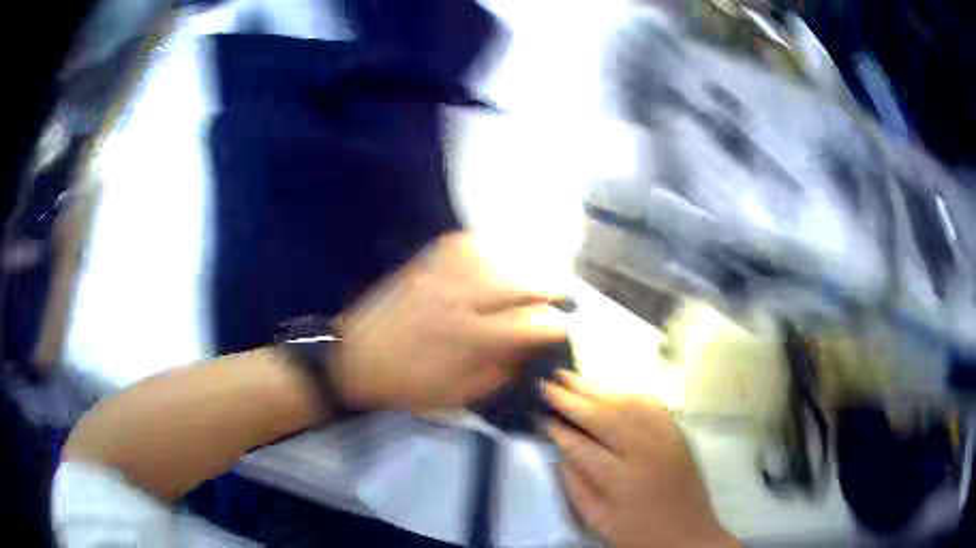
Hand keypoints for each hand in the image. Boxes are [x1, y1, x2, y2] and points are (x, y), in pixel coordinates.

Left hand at [336, 232, 566, 411]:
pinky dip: (487, 247)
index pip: (530, 324)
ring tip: (533, 277)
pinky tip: (495, 257)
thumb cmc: (408, 384)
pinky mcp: (424, 264)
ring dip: (523, 265)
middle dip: (550, 289)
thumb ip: (502, 371)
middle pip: (520, 283)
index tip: (564, 329)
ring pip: (497, 257)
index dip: (555, 326)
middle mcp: (461, 299)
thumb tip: (533, 352)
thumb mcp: (459, 394)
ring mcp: (441, 275)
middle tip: (563, 296)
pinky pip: (464, 244)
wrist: (355, 358)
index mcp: (471, 338)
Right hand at [543, 372, 736, 547]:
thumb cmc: (638, 533)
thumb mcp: (598, 520)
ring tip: (570, 376)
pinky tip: (609, 388)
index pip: (580, 446)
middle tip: (547, 382)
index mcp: (620, 479)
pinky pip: (650, 404)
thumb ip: (575, 486)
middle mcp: (644, 451)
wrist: (688, 534)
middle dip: (571, 398)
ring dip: (596, 389)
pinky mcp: (677, 433)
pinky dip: (626, 393)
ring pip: (626, 404)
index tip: (537, 414)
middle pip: (603, 416)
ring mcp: (664, 437)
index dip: (557, 429)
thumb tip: (559, 453)